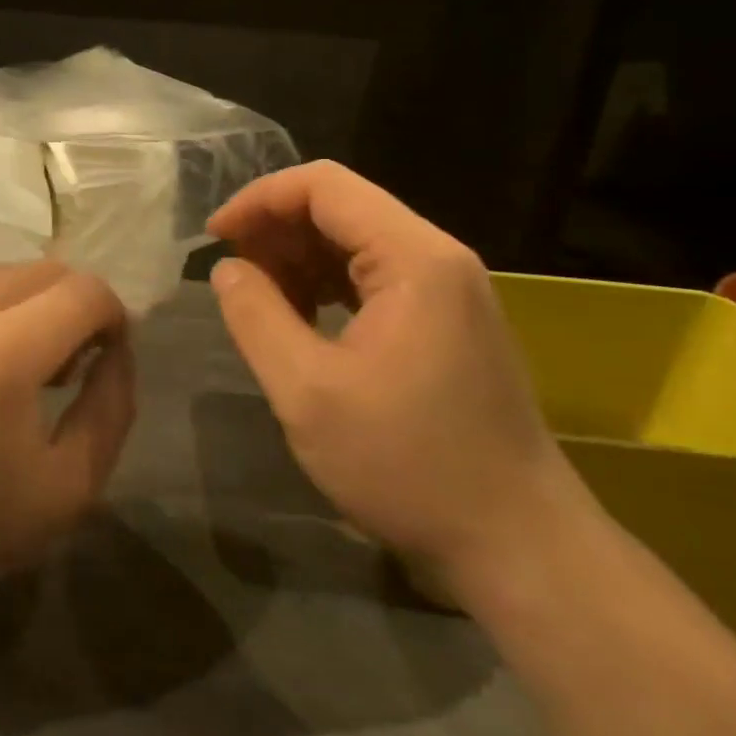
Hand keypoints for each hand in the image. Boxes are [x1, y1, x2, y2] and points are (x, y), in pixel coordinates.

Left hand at [0, 262, 134, 593]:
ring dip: (33, 305)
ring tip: (24, 363)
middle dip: (74, 308)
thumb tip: (118, 349)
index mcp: (3, 350)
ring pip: (8, 272)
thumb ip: (111, 408)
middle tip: (69, 365)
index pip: (84, 291)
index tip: (108, 355)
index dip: (112, 316)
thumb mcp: (69, 486)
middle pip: (47, 271)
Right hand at [207, 161, 580, 588]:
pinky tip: (300, 319)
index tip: (215, 238)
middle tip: (231, 271)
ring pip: (355, 239)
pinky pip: (373, 275)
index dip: (259, 199)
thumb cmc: (409, 466)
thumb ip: (255, 316)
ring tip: (258, 298)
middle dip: (276, 228)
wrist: (521, 550)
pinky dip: (326, 283)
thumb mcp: (307, 392)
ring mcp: (449, 289)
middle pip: (341, 206)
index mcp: (413, 258)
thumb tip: (227, 269)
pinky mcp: (448, 320)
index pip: (323, 186)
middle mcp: (438, 258)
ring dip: (298, 257)